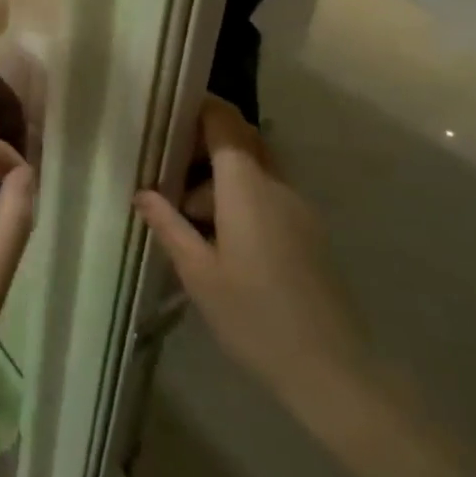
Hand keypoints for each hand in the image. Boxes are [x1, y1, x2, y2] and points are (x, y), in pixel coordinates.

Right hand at [136, 96, 372, 419]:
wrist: (332, 370)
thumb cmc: (254, 317)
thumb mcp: (199, 273)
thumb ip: (169, 225)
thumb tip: (142, 193)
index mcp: (247, 187)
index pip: (226, 121)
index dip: (200, 107)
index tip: (169, 113)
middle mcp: (277, 185)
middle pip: (241, 142)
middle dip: (204, 148)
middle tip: (168, 175)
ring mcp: (299, 207)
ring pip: (254, 170)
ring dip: (220, 181)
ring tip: (189, 221)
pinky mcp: (309, 231)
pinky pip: (269, 195)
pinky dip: (241, 200)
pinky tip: (221, 242)